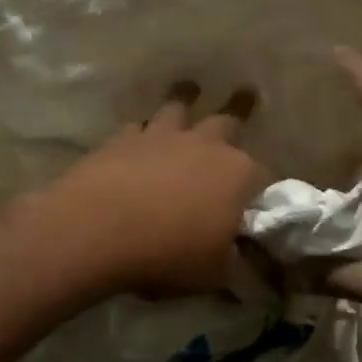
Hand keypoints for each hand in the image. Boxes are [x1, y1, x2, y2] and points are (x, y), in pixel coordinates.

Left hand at [37, 81, 267, 297]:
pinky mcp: (122, 139)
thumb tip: (247, 263)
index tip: (258, 197)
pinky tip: (139, 137)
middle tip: (247, 93)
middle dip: (239, 109)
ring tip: (189, 89)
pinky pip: (138, 128)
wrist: (96, 230)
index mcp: (238, 174)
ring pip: (179, 108)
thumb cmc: (168, 253)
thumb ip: (236, 262)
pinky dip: (143, 132)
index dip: (262, 187)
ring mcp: (162, 136)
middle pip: (228, 121)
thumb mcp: (215, 273)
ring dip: (186, 101)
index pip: (264, 175)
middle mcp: (205, 145)